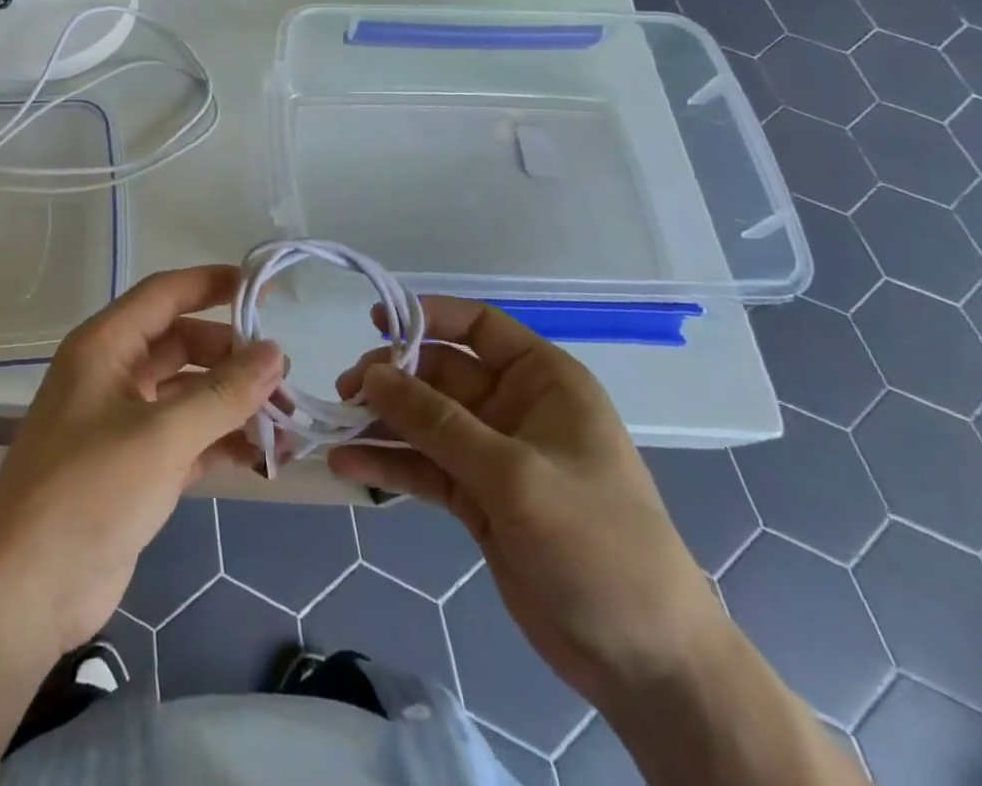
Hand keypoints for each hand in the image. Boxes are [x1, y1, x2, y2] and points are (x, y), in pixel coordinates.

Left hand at [0, 265, 282, 658]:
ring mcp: (122, 422)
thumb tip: (275, 352)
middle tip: (284, 377)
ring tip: (287, 422)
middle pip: (181, 344)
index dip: (211, 284)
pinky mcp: (134, 467)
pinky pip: (186, 437)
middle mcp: (112, 374)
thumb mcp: (161, 437)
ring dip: (233, 403)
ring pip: (187, 394)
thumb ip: (222, 394)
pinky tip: (262, 455)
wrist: (26, 593)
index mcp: (104, 347)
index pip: (164, 294)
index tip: (262, 288)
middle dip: (232, 357)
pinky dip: (220, 441)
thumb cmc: (88, 492)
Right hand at [329, 297, 723, 713]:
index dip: (427, 317)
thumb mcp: (514, 475)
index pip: (478, 327)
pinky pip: (424, 467)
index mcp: (543, 382)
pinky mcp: (477, 499)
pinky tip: (347, 466)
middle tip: (345, 393)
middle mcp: (515, 408)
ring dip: (381, 422)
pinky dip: (388, 464)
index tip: (374, 322)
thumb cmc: (597, 544)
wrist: (647, 664)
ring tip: (335, 427)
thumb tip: (372, 374)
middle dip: (392, 379)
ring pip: (424, 421)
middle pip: (439, 375)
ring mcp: (494, 456)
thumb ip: (437, 422)